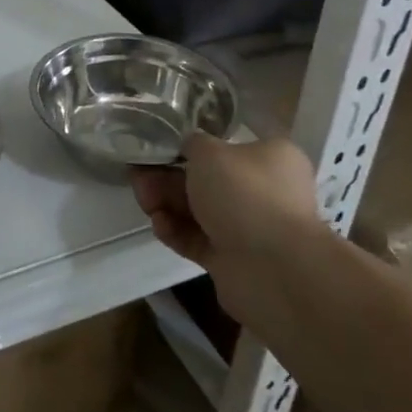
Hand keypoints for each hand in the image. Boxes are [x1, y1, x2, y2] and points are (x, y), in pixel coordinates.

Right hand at [130, 135, 321, 316]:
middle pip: (206, 180)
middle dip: (167, 178)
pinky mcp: (231, 258)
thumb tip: (189, 146)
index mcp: (271, 159)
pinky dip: (175, 231)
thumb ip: (192, 143)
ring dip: (166, 203)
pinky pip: (196, 239)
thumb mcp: (211, 152)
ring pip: (198, 210)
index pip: (227, 147)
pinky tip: (158, 225)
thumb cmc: (245, 194)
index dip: (190, 148)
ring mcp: (248, 227)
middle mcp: (263, 192)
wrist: (273, 268)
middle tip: (139, 177)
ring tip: (144, 202)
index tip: (160, 149)